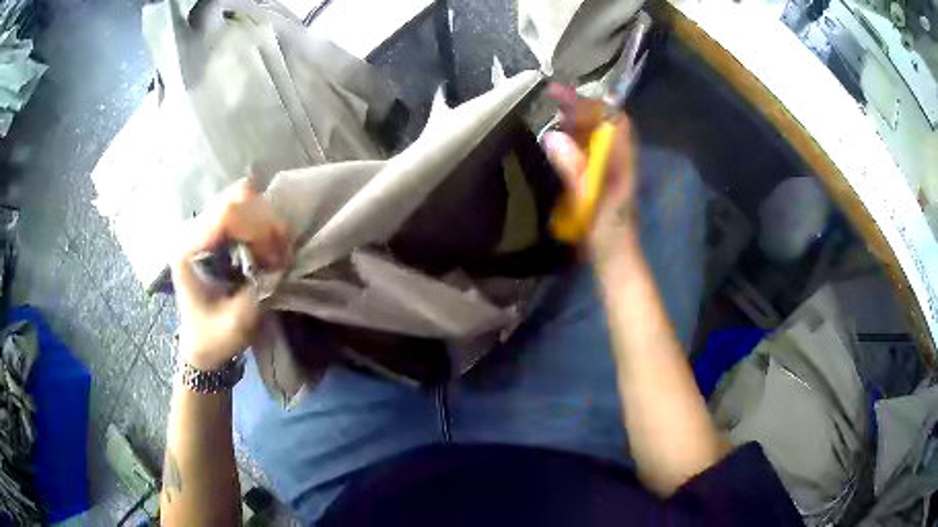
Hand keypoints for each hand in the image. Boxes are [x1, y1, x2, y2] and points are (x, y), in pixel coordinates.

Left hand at [171, 179, 289, 369]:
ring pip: (241, 197)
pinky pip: (243, 208)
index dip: (259, 229)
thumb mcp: (238, 321)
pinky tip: (267, 245)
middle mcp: (192, 231)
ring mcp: (202, 228)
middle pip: (236, 198)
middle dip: (265, 222)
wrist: (200, 345)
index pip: (226, 215)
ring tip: (275, 250)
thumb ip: (259, 288)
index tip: (277, 259)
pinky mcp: (213, 231)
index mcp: (188, 251)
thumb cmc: (214, 338)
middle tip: (280, 254)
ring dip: (266, 220)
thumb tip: (281, 261)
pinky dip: (261, 222)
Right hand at [542, 84, 637, 259]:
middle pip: (604, 122)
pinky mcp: (599, 178)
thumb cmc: (606, 233)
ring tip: (549, 113)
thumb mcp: (590, 202)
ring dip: (575, 120)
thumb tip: (552, 136)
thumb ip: (575, 170)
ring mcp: (609, 168)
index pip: (613, 119)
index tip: (560, 94)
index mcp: (621, 161)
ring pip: (595, 134)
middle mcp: (618, 158)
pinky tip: (555, 141)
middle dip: (579, 106)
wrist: (615, 259)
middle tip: (549, 99)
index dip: (589, 102)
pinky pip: (586, 149)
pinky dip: (571, 138)